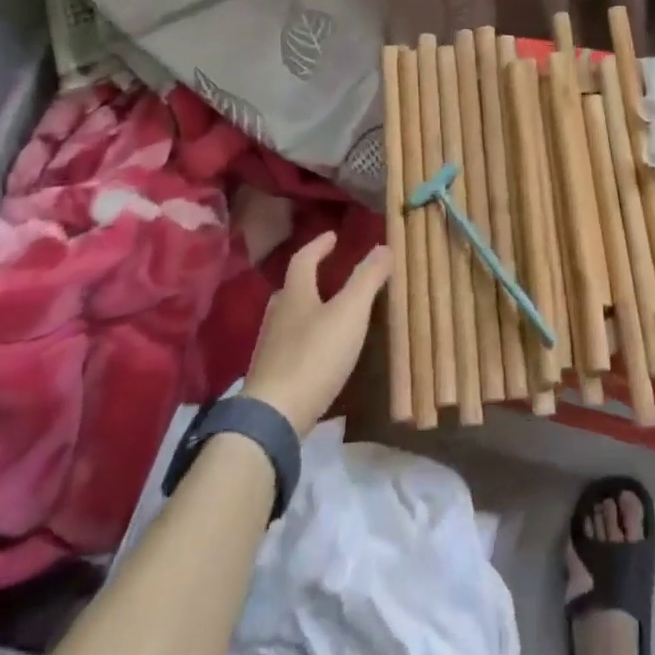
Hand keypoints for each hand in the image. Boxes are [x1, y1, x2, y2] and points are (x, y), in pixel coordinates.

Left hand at [241, 235, 390, 436]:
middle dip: (309, 278)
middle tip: (328, 273)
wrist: (273, 418)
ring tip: (327, 312)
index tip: (332, 236)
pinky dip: (304, 339)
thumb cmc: (314, 356)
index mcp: (295, 295)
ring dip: (306, 309)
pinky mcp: (271, 377)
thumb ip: (367, 279)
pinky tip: (318, 353)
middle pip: (291, 289)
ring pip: (288, 318)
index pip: (303, 260)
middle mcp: (278, 317)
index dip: (318, 246)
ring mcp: (270, 349)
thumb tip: (383, 246)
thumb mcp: (350, 312)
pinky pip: (289, 346)